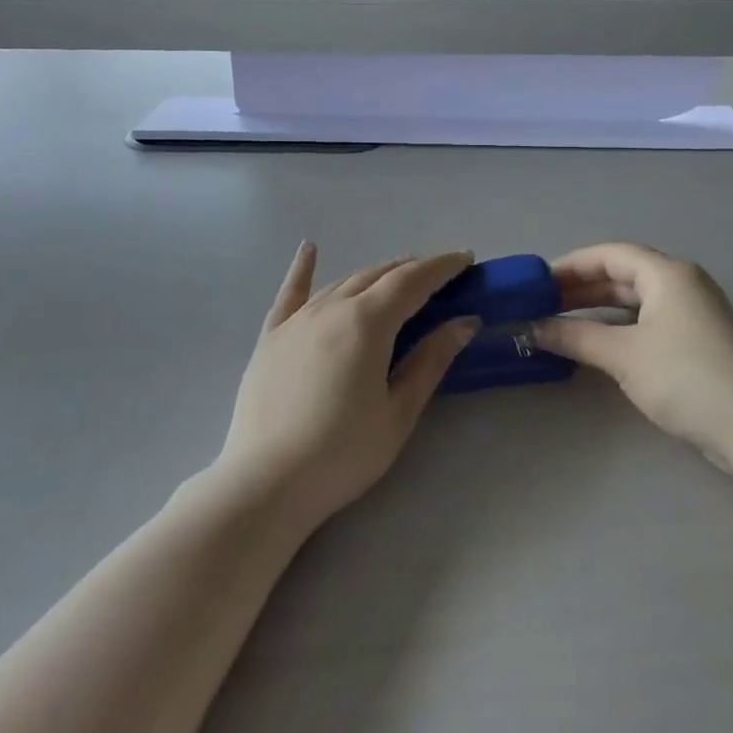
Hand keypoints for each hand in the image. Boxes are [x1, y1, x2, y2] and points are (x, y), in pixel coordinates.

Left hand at [219, 244, 479, 527]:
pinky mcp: (271, 337)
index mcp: (367, 322)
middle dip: (413, 269)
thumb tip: (464, 321)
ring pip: (343, 282)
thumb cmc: (343, 453)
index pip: (413, 281)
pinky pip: (291, 294)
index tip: (466, 259)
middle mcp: (332, 308)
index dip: (442, 267)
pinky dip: (303, 269)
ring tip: (398, 274)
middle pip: (379, 275)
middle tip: (440, 275)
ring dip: (375, 274)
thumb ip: (431, 360)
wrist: (266, 483)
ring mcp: (297, 320)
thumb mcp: (398, 411)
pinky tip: (309, 249)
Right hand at [530, 243, 732, 471]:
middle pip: (622, 274)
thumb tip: (532, 328)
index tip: (537, 282)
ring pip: (634, 300)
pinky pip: (647, 322)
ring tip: (559, 323)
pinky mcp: (696, 342)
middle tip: (541, 305)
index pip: (610, 253)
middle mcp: (681, 284)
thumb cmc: (686, 378)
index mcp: (667, 273)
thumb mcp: (623, 355)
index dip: (571, 264)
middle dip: (581, 288)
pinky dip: (617, 327)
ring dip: (597, 309)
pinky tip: (594, 345)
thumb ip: (575, 337)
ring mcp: (692, 313)